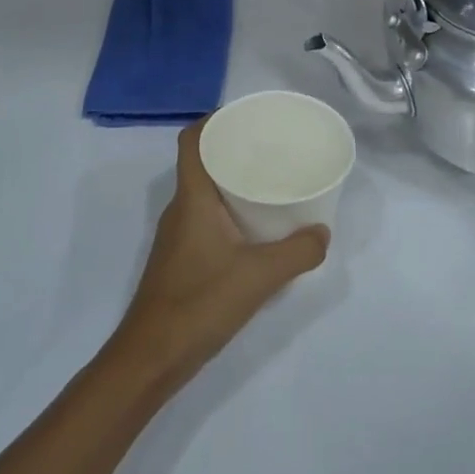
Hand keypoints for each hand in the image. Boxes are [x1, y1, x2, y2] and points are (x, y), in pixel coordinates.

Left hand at [107, 121, 327, 391]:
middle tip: (272, 148)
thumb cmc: (200, 303)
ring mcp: (177, 236)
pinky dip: (229, 212)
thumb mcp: (260, 276)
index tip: (246, 116)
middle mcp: (180, 209)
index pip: (192, 141)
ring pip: (205, 194)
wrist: (152, 356)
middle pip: (202, 163)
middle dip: (233, 150)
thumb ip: (297, 252)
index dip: (214, 120)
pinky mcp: (180, 259)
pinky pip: (206, 219)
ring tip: (271, 183)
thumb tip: (322, 233)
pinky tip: (256, 230)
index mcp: (192, 199)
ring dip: (232, 183)